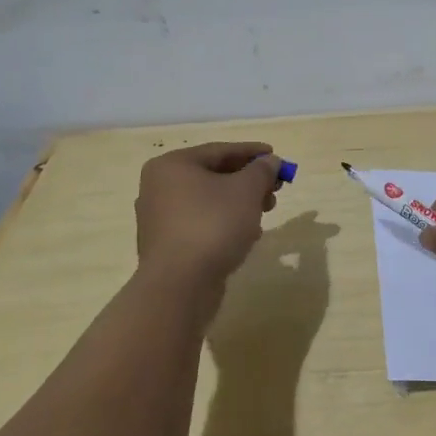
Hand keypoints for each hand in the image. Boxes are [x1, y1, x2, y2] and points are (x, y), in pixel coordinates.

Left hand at [135, 142, 282, 285]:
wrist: (180, 285)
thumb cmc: (213, 225)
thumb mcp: (246, 190)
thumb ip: (262, 170)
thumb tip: (270, 161)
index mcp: (172, 166)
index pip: (220, 151)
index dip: (252, 152)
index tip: (277, 157)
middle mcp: (159, 187)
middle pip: (214, 175)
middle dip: (249, 181)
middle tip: (275, 188)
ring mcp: (159, 218)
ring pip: (209, 201)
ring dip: (240, 202)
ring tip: (266, 211)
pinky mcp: (167, 245)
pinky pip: (201, 223)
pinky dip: (225, 222)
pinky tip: (248, 233)